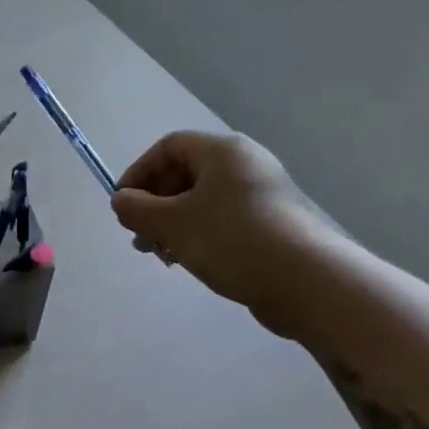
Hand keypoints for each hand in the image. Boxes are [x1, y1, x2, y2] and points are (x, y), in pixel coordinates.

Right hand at [110, 130, 329, 333]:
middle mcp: (244, 164)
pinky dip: (198, 234)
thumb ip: (136, 209)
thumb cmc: (231, 240)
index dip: (138, 173)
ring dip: (172, 223)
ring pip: (202, 200)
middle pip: (184, 173)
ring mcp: (261, 194)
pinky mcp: (271, 223)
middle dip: (154, 204)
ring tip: (161, 255)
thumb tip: (121, 200)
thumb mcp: (171, 224)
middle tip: (140, 236)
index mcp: (222, 151)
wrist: (306, 281)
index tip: (123, 206)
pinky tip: (189, 261)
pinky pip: (222, 219)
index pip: (168, 147)